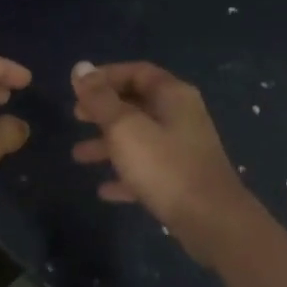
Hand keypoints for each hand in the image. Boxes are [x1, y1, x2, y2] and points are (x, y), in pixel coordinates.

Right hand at [70, 60, 253, 261]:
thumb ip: (100, 99)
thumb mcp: (124, 128)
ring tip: (78, 156)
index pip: (137, 72)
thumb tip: (80, 67)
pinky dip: (124, 174)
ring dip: (107, 144)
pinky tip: (104, 189)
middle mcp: (180, 117)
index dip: (106, 76)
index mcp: (172, 96)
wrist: (210, 219)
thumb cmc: (164, 166)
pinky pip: (146, 169)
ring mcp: (182, 149)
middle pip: (137, 104)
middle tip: (76, 117)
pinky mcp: (181, 179)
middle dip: (103, 110)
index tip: (78, 88)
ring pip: (138, 138)